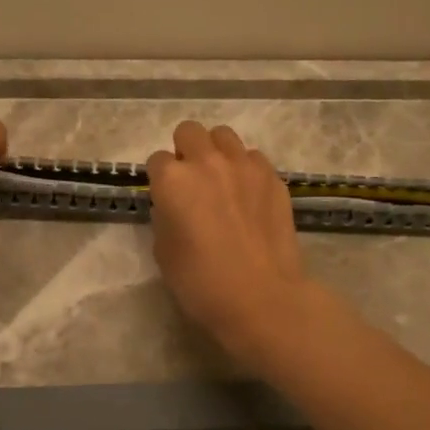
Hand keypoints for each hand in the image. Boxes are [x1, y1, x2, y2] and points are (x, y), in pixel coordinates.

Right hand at [146, 121, 311, 369]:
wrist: (261, 297)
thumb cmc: (201, 282)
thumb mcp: (164, 251)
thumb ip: (165, 216)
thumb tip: (174, 205)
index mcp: (172, 179)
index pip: (157, 159)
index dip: (160, 179)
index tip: (166, 197)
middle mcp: (206, 161)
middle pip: (189, 132)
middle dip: (185, 150)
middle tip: (192, 181)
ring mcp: (244, 165)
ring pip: (223, 136)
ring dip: (216, 152)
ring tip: (222, 180)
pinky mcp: (273, 176)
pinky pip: (253, 158)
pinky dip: (246, 169)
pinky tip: (248, 195)